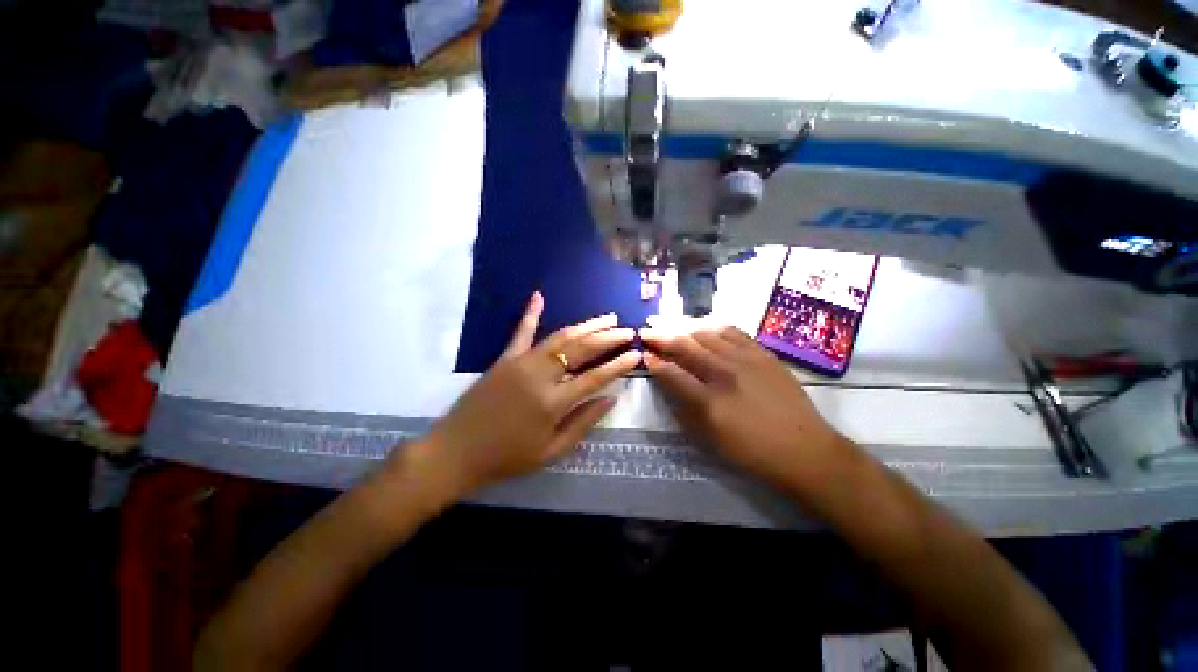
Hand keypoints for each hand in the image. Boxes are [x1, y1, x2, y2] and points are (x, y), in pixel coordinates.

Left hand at [418, 292, 640, 494]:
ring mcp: (520, 362)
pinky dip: (531, 313)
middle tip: (627, 330)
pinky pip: (520, 332)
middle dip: (607, 338)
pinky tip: (539, 296)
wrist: (456, 451)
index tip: (636, 354)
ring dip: (585, 325)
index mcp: (552, 402)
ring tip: (606, 318)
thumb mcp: (551, 452)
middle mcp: (539, 375)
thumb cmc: (507, 457)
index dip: (618, 364)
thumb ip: (583, 423)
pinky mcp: (504, 358)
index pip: (595, 377)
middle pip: (580, 349)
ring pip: (559, 337)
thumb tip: (611, 398)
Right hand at [640, 324, 851, 495]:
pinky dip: (712, 327)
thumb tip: (666, 381)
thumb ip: (683, 407)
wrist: (804, 449)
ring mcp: (746, 359)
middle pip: (685, 346)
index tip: (644, 353)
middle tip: (648, 331)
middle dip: (661, 337)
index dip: (654, 361)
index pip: (671, 373)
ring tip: (672, 326)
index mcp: (709, 401)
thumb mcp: (708, 439)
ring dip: (684, 329)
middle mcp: (724, 373)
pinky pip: (732, 331)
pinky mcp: (763, 353)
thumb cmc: (751, 451)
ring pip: (706, 333)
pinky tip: (704, 327)